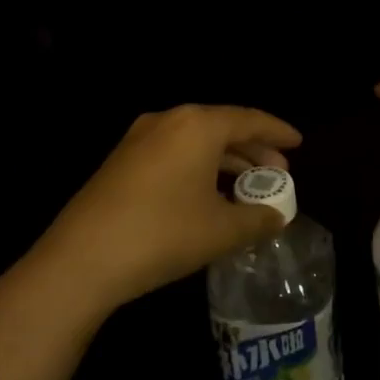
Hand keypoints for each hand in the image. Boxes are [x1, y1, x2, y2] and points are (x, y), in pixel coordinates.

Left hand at [33, 104, 302, 314]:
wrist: (81, 259)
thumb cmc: (163, 234)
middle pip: (222, 127)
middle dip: (253, 149)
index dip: (278, 131)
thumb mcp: (221, 230)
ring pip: (196, 142)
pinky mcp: (121, 161)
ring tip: (248, 186)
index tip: (299, 142)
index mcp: (198, 125)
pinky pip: (173, 153)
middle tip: (278, 172)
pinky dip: (199, 168)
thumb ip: (257, 219)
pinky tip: (208, 196)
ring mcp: (139, 139)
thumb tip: (277, 216)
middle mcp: (168, 120)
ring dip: (225, 161)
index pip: (249, 119)